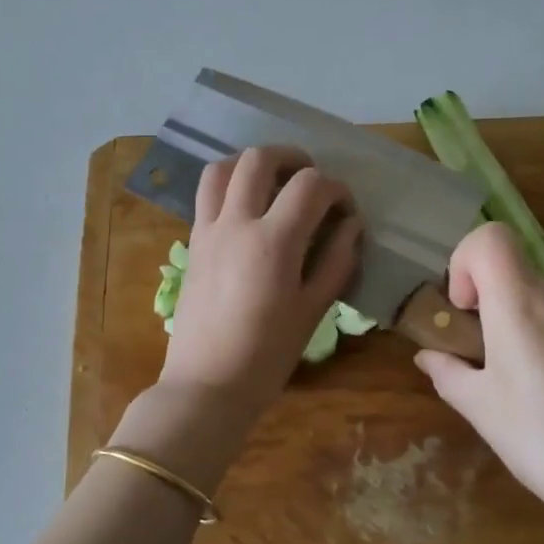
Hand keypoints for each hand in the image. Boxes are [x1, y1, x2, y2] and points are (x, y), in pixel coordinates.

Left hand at [158, 146, 362, 421]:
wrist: (206, 385)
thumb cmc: (267, 355)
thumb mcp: (313, 311)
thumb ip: (337, 261)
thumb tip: (352, 225)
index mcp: (273, 242)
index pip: (310, 186)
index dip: (336, 189)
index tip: (345, 209)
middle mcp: (236, 223)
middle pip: (260, 159)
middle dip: (293, 159)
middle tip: (311, 181)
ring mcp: (208, 229)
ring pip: (223, 167)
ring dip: (253, 164)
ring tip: (274, 182)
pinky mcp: (192, 242)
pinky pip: (206, 193)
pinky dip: (229, 183)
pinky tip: (247, 206)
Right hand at [415, 222, 543, 526]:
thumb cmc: (540, 441)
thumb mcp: (480, 408)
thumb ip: (447, 371)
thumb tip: (428, 355)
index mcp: (520, 304)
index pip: (490, 238)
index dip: (468, 261)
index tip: (470, 308)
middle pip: (520, 277)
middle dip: (502, 308)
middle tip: (502, 361)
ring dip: (539, 325)